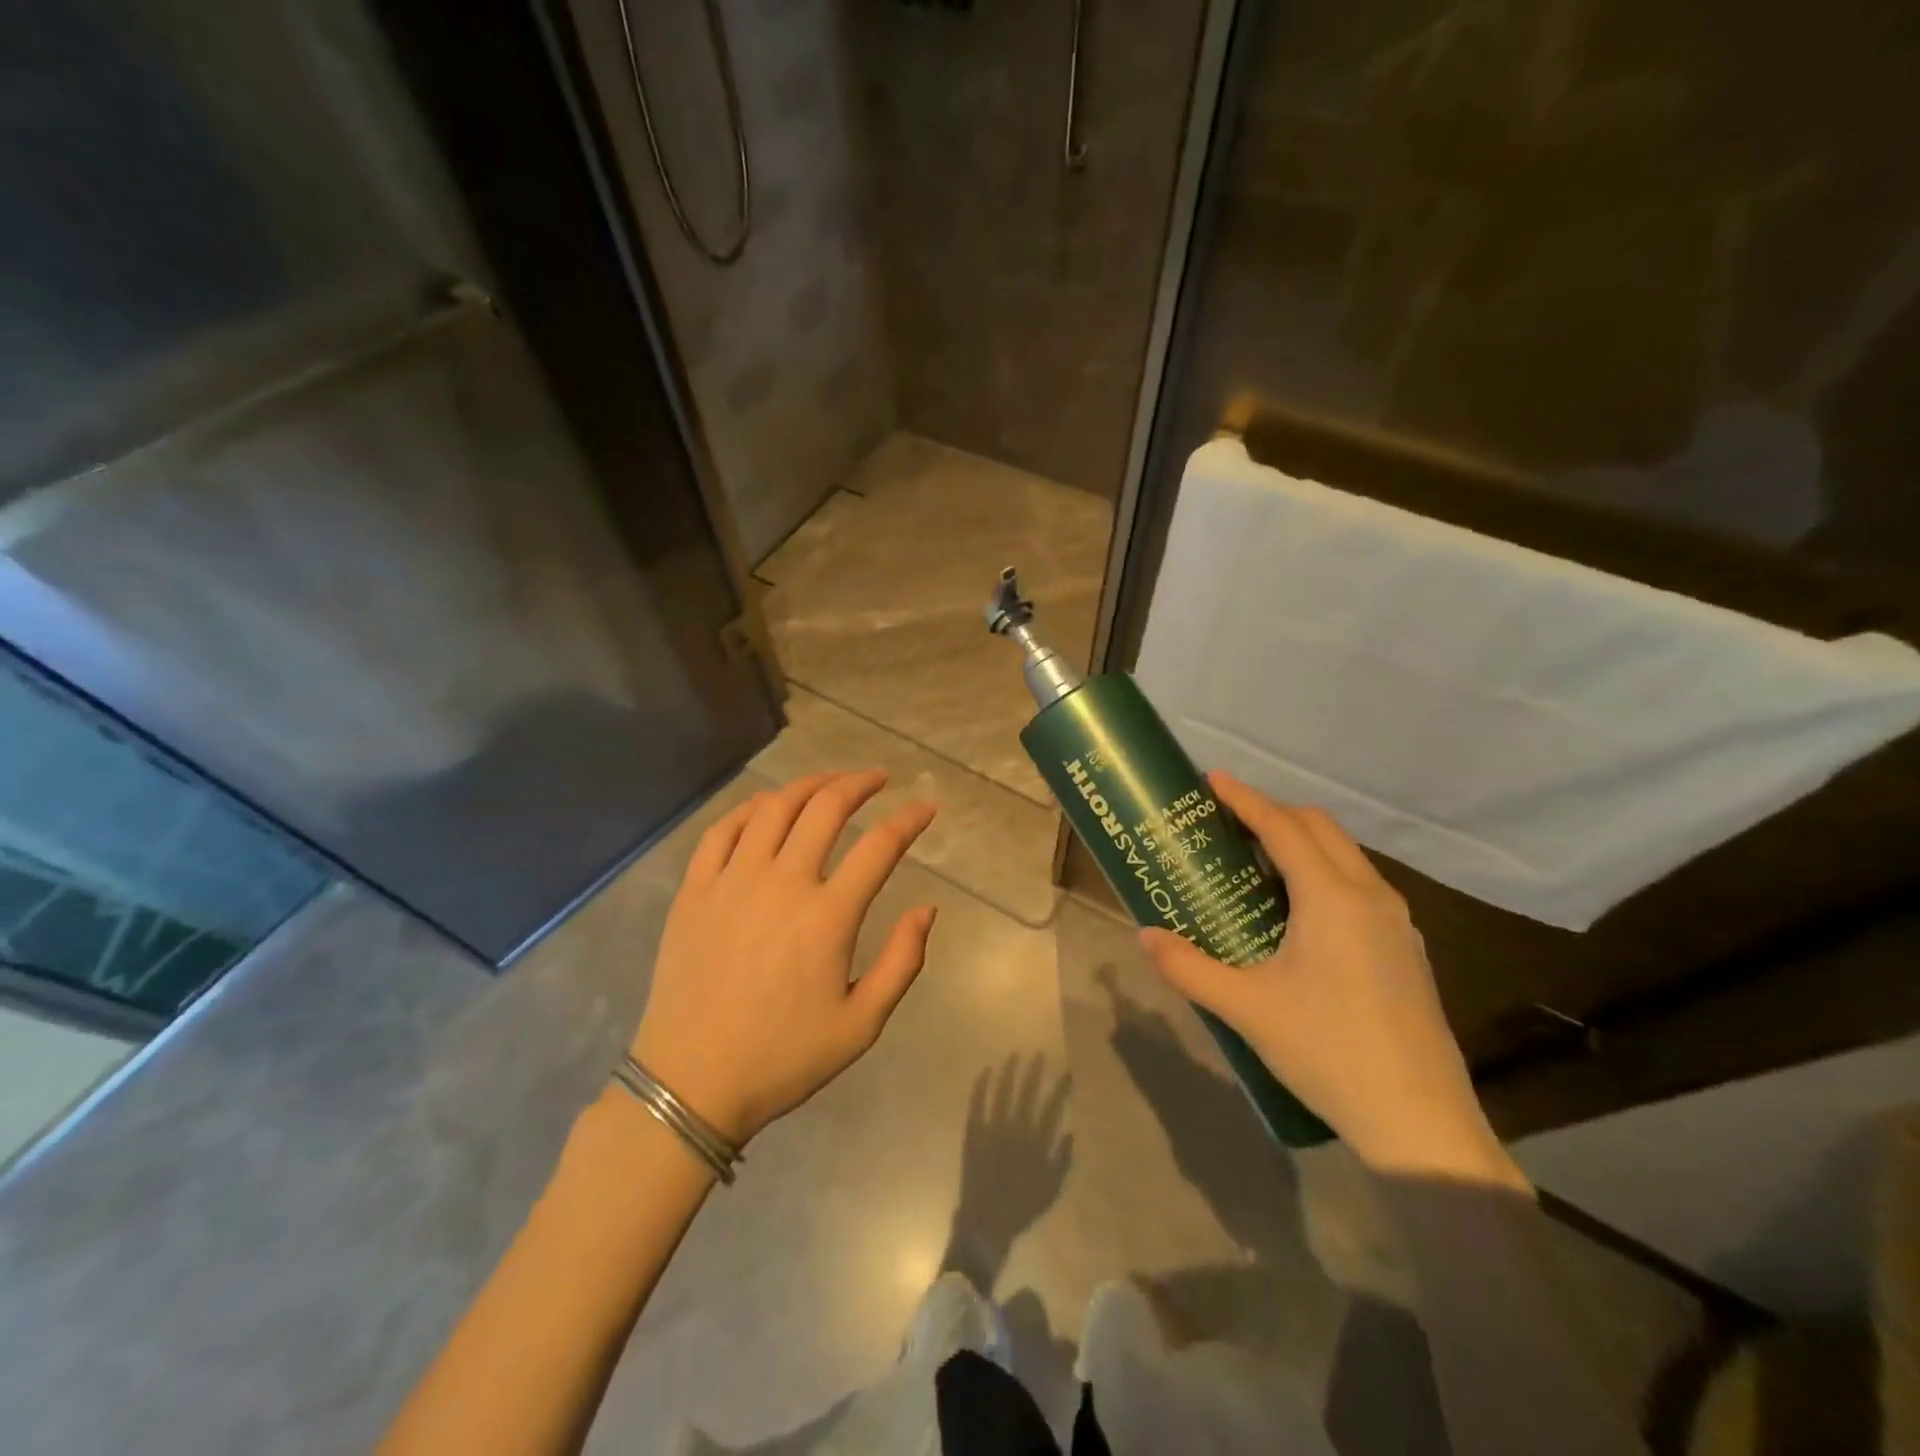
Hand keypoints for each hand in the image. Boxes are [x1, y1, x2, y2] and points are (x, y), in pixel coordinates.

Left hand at [631, 771, 937, 1146]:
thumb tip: (927, 909)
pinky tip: (767, 806)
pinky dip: (750, 808)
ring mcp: (733, 881)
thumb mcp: (861, 1025)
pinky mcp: (696, 890)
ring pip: (774, 807)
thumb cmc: (783, 1058)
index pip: (880, 846)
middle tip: (877, 778)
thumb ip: (903, 962)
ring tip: (829, 782)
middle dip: (858, 783)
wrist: (691, 1084)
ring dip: (808, 784)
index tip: (925, 808)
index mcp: (828, 917)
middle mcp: (782, 883)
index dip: (909, 820)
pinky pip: (723, 829)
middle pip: (826, 808)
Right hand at [1138, 773, 1528, 1191]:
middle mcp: (1370, 895)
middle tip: (1228, 819)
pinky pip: (1359, 884)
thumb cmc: (1327, 1051)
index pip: (1283, 827)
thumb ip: (1188, 967)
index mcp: (1331, 898)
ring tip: (1257, 859)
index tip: (1212, 779)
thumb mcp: (1246, 1008)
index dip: (1245, 798)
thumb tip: (1145, 936)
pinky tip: (1300, 910)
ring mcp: (1397, 922)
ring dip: (1302, 841)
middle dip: (1273, 811)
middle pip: (1320, 828)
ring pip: (1345, 855)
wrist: (1419, 1120)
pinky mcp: (1406, 948)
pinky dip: (1324, 871)